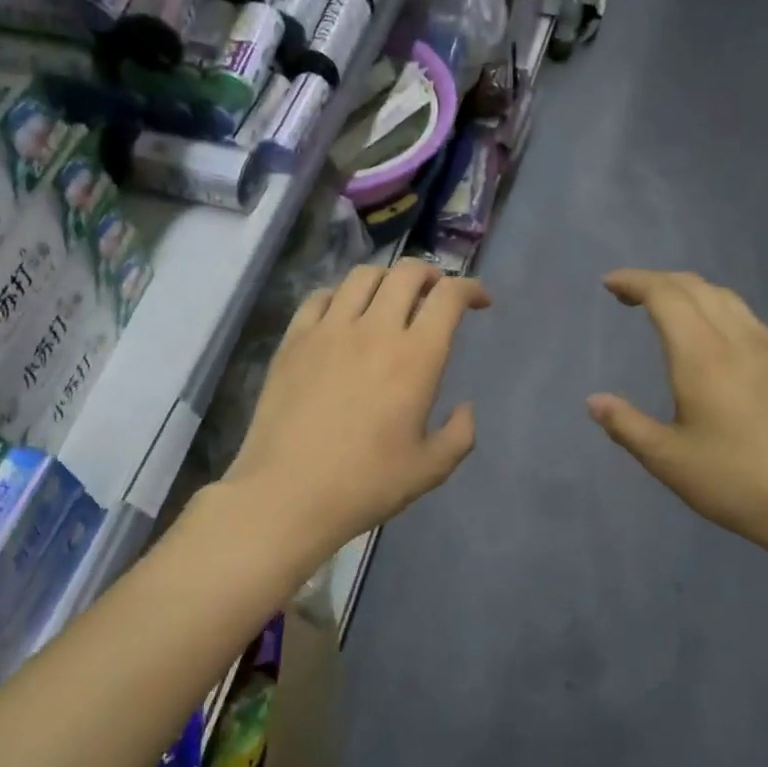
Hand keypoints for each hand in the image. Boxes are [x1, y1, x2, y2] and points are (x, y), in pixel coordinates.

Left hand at [223, 259, 489, 555]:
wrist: (288, 493)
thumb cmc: (366, 484)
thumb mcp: (431, 469)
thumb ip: (460, 434)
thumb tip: (466, 408)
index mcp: (416, 357)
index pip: (449, 297)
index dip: (470, 288)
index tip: (479, 301)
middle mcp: (375, 330)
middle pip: (408, 273)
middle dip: (432, 274)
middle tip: (437, 295)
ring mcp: (329, 330)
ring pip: (364, 276)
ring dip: (388, 278)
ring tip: (392, 298)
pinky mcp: (294, 340)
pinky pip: (320, 297)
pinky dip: (342, 295)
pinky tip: (344, 315)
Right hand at [587, 270, 767, 567]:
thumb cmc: (735, 482)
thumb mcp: (667, 460)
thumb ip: (626, 425)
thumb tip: (595, 402)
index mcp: (703, 357)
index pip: (666, 296)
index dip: (635, 282)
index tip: (609, 284)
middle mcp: (739, 340)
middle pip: (697, 288)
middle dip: (659, 281)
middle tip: (630, 295)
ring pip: (728, 299)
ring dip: (691, 292)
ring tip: (668, 309)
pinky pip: (749, 319)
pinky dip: (718, 310)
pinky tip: (715, 340)